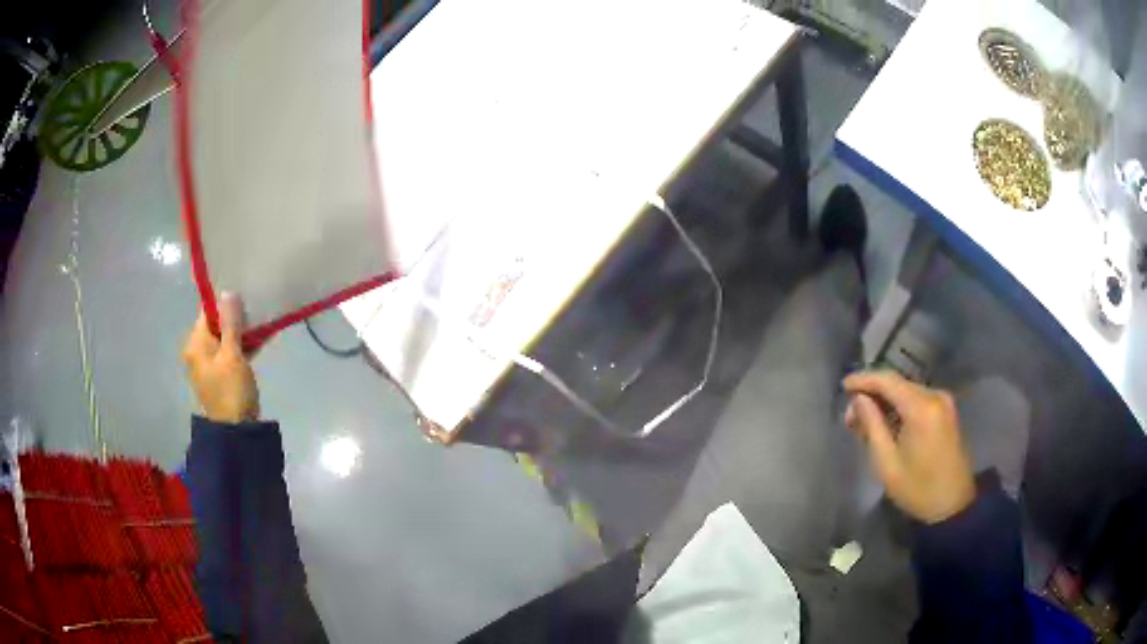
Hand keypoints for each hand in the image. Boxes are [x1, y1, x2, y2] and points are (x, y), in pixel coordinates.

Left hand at [182, 293, 259, 422]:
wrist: (236, 432)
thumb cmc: (231, 390)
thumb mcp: (233, 354)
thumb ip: (231, 323)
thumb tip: (228, 292)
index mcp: (196, 343)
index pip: (208, 311)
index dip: (225, 302)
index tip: (245, 293)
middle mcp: (198, 351)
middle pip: (217, 324)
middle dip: (237, 317)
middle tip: (257, 306)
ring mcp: (210, 364)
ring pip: (226, 338)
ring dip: (243, 331)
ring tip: (263, 322)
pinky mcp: (221, 375)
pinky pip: (231, 352)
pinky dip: (243, 346)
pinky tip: (262, 339)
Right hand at [843, 371, 975, 523]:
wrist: (952, 504)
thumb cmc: (917, 489)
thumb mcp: (887, 463)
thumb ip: (871, 425)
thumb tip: (858, 400)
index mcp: (921, 407)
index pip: (887, 380)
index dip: (863, 379)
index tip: (843, 387)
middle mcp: (935, 395)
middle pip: (898, 383)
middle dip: (873, 394)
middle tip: (851, 416)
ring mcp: (944, 402)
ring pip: (907, 391)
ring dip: (886, 401)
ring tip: (865, 422)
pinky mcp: (946, 411)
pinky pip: (918, 399)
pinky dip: (900, 406)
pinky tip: (887, 422)